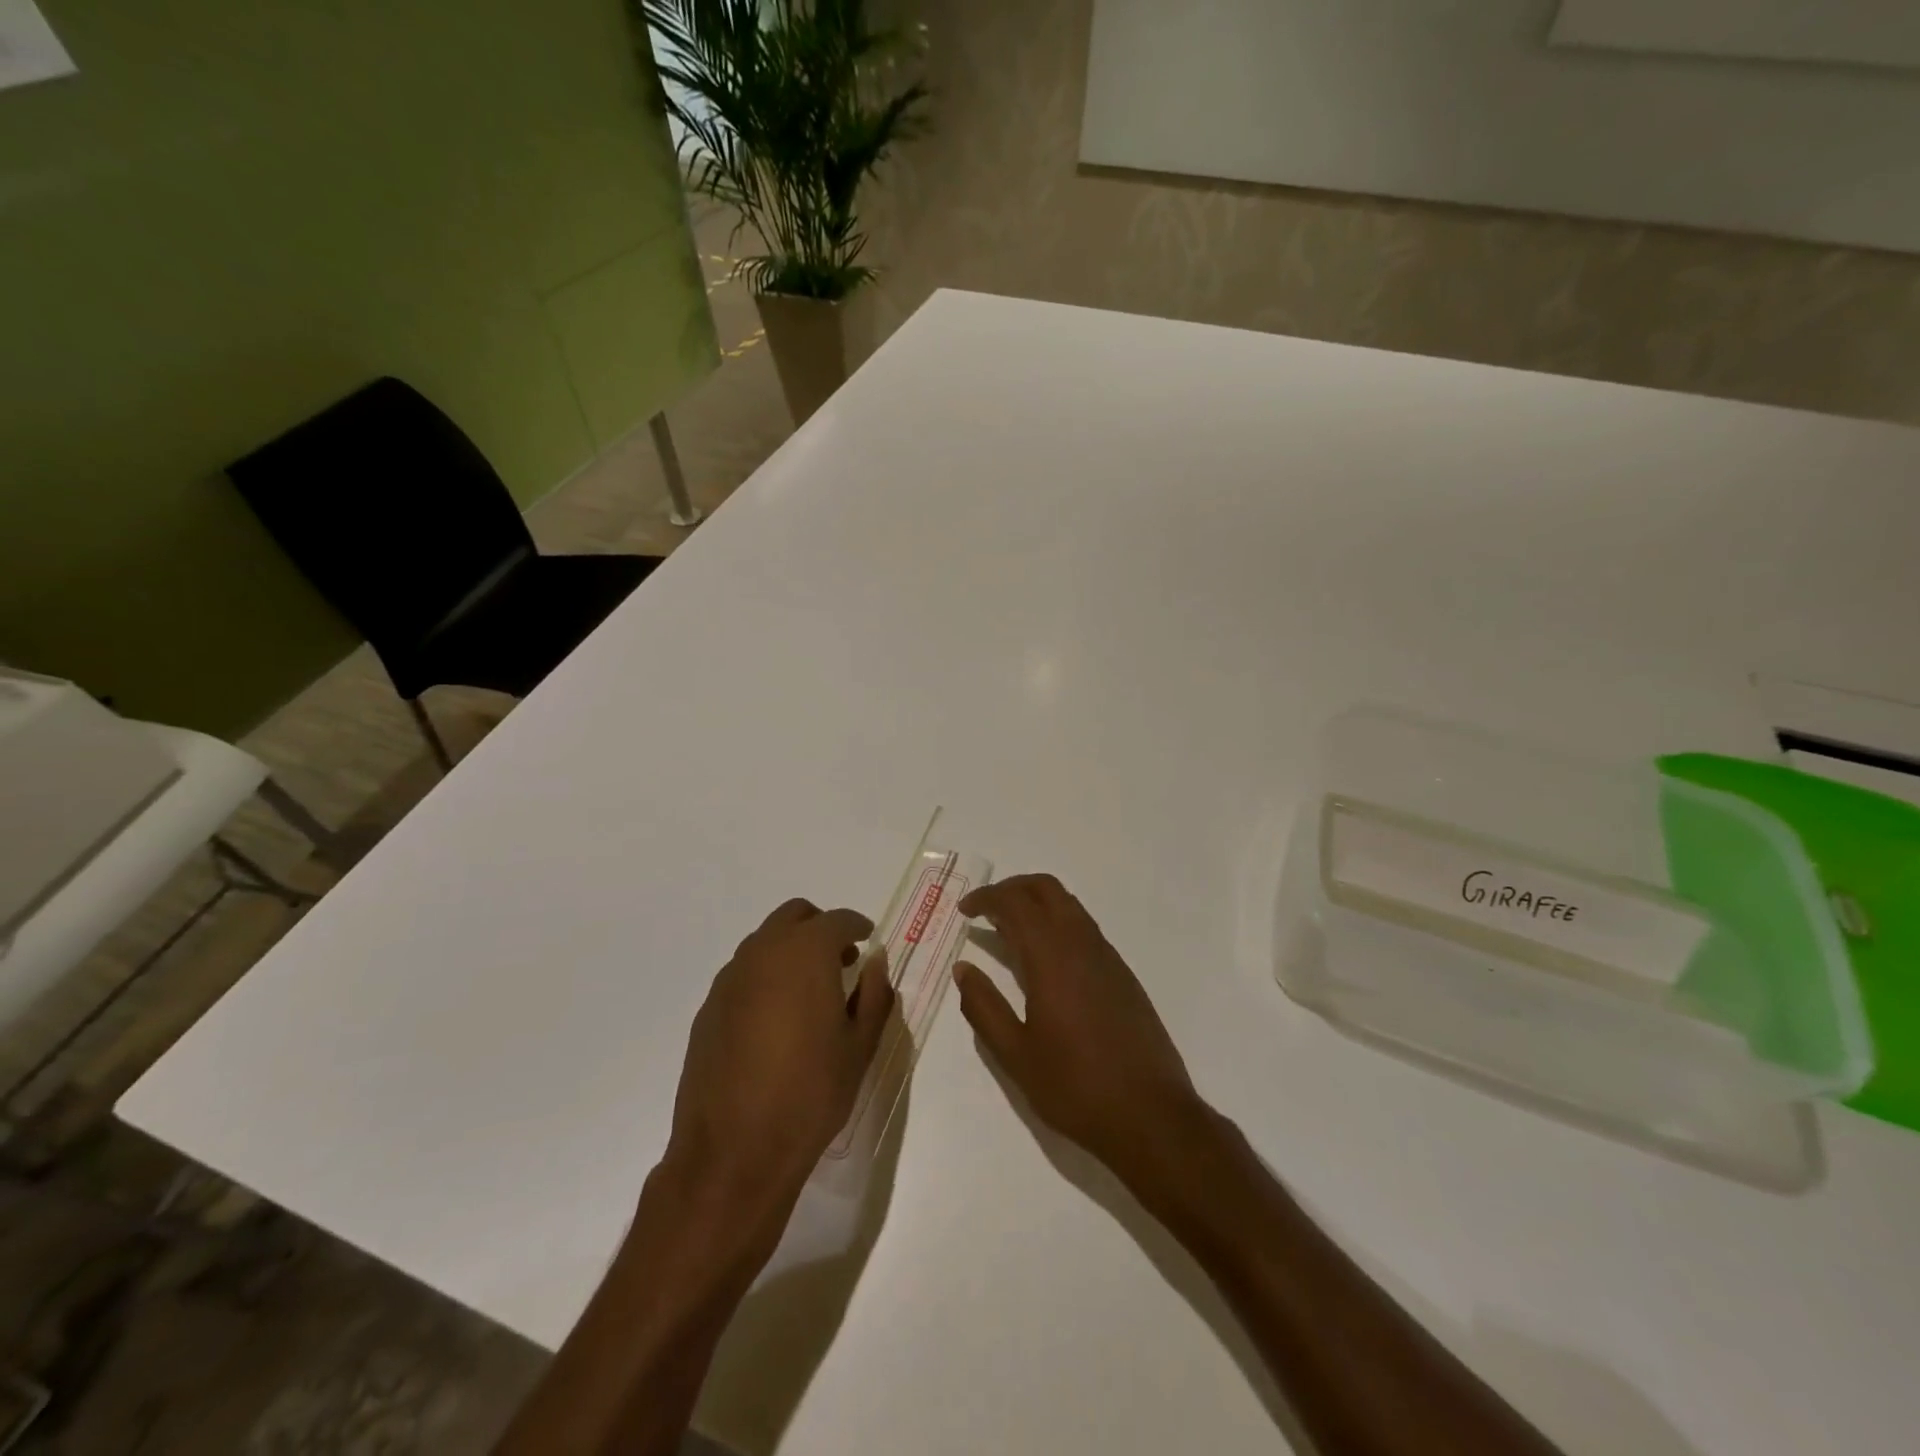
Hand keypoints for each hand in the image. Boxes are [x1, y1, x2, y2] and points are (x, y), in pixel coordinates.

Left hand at [665, 899, 893, 1222]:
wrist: (733, 1153)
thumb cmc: (810, 1095)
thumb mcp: (859, 1047)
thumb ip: (874, 994)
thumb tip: (876, 962)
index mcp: (805, 954)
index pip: (838, 920)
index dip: (858, 927)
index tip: (868, 942)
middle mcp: (763, 953)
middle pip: (794, 916)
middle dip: (820, 928)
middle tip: (841, 961)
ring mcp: (730, 979)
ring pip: (765, 942)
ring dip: (791, 951)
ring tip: (810, 993)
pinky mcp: (709, 1008)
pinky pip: (744, 974)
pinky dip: (766, 978)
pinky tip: (776, 1021)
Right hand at [952, 875, 1201, 1183]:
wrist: (1151, 1116)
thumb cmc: (1076, 1087)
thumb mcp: (1016, 1055)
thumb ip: (984, 1007)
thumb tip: (963, 969)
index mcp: (1052, 958)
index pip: (1015, 903)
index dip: (986, 898)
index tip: (964, 910)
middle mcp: (1082, 944)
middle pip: (1046, 889)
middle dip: (1012, 888)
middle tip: (985, 909)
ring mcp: (1108, 957)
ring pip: (1069, 905)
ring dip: (1036, 903)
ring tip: (1009, 931)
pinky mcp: (1123, 974)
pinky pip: (1085, 928)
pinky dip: (1057, 923)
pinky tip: (1045, 959)